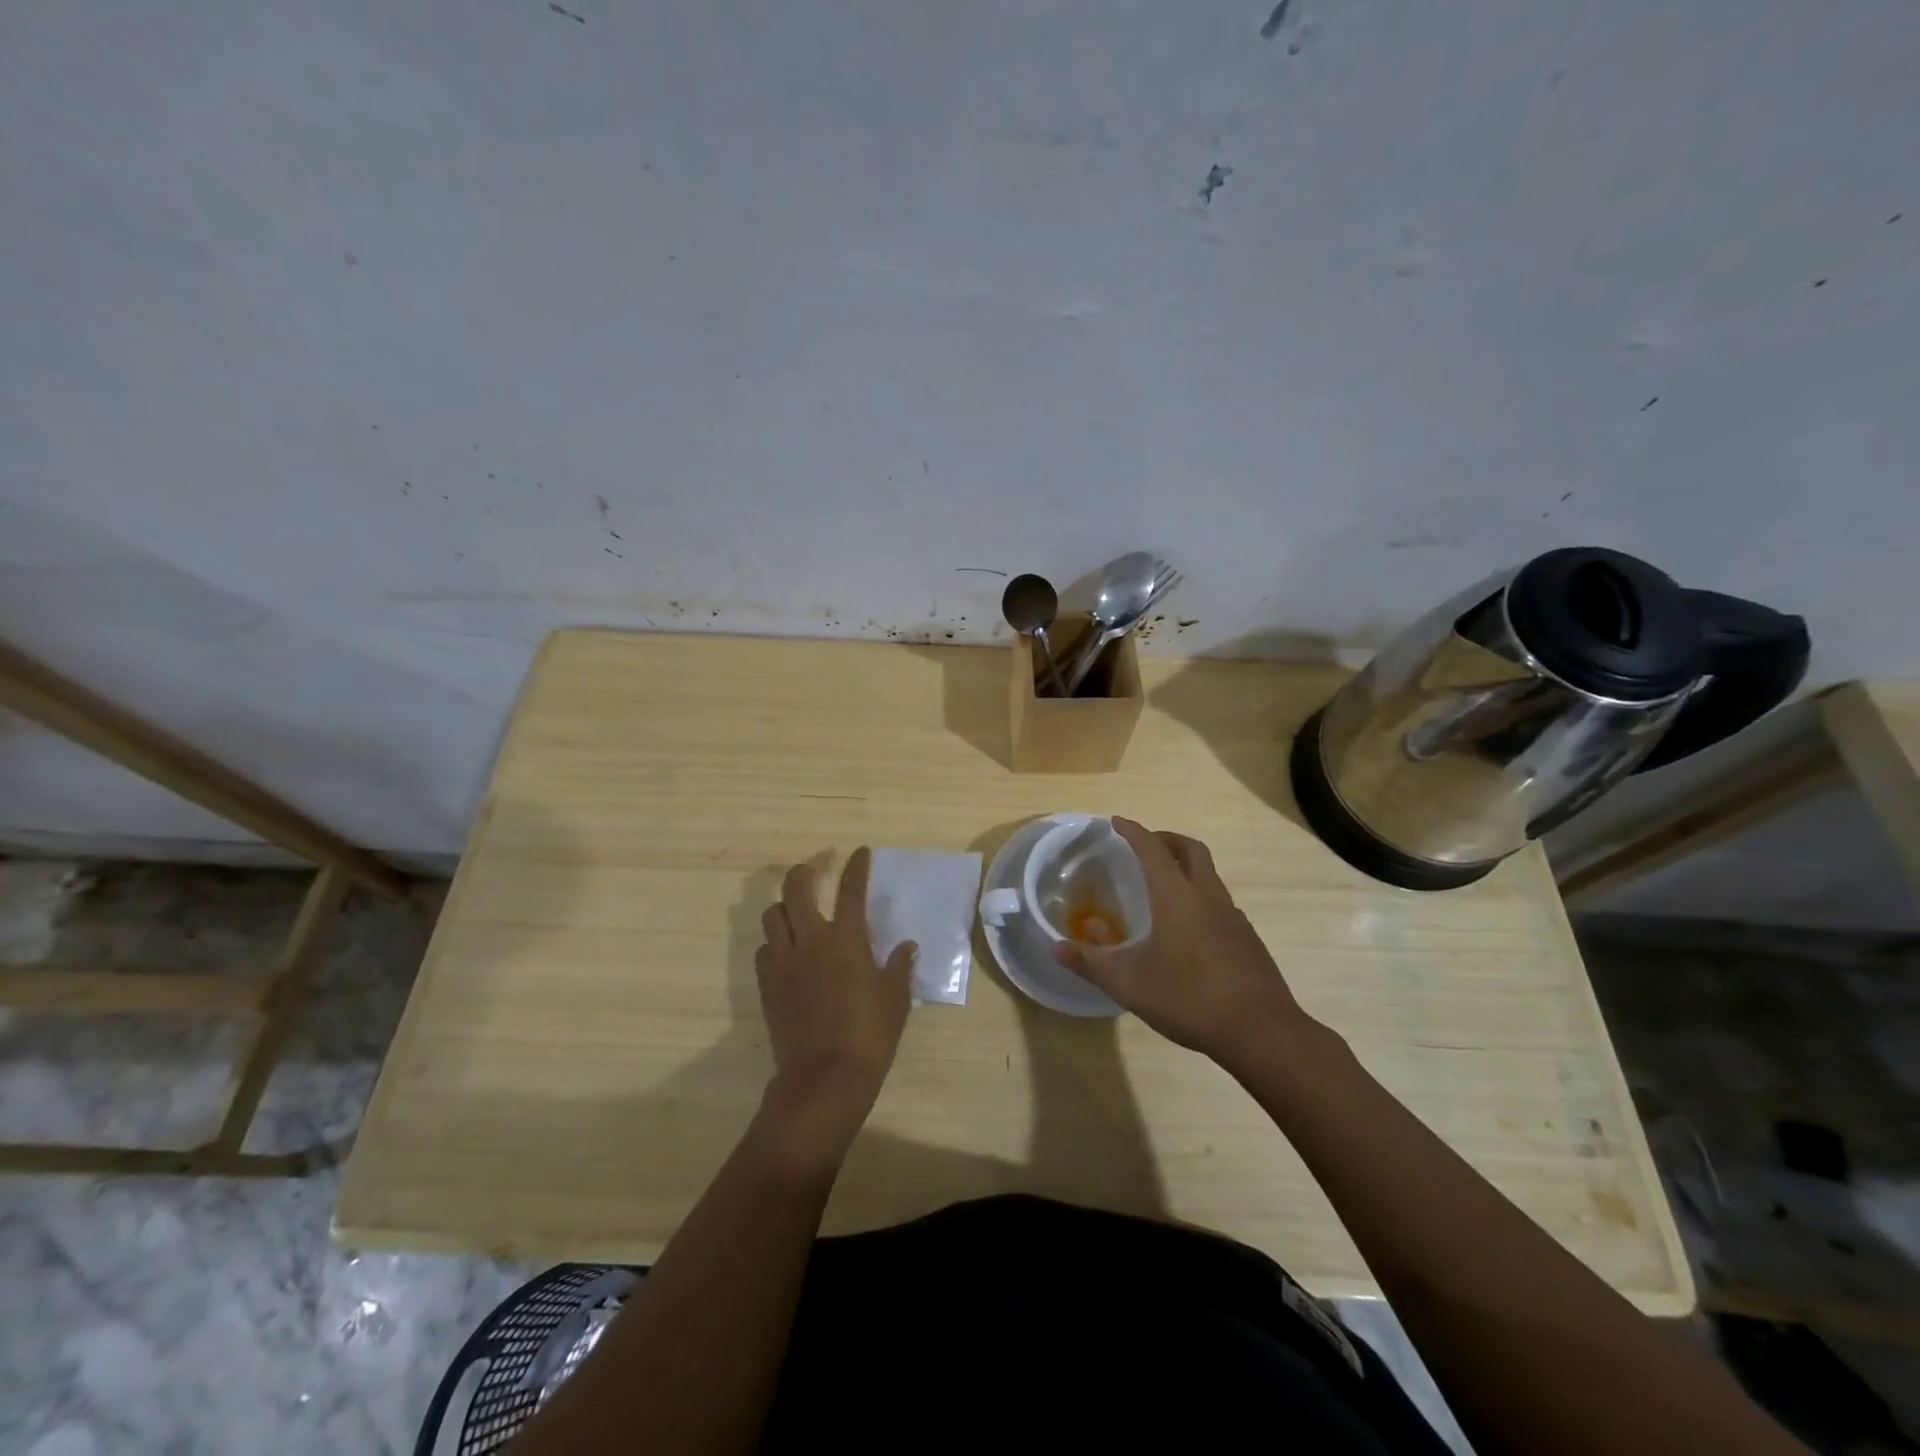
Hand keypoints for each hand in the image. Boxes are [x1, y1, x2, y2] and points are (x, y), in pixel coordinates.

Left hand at [755, 848, 915, 1156]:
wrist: (824, 1078)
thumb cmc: (869, 1035)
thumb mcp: (895, 999)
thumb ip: (899, 967)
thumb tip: (907, 946)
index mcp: (847, 939)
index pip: (851, 889)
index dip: (857, 866)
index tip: (860, 853)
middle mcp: (811, 940)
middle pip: (796, 889)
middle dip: (803, 873)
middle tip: (813, 871)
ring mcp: (784, 962)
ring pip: (772, 916)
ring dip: (784, 908)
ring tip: (795, 913)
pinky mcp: (767, 985)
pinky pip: (764, 951)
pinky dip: (774, 944)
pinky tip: (786, 955)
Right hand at [1052, 819, 1312, 1070]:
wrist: (1262, 1032)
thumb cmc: (1190, 999)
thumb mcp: (1129, 984)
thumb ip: (1091, 963)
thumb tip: (1057, 948)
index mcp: (1177, 897)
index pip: (1152, 850)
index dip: (1134, 832)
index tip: (1117, 822)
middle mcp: (1208, 897)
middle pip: (1191, 850)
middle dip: (1166, 839)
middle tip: (1145, 846)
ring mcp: (1233, 917)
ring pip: (1210, 875)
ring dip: (1186, 868)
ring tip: (1164, 887)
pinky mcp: (1248, 938)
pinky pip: (1220, 902)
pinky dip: (1201, 897)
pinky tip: (1190, 929)